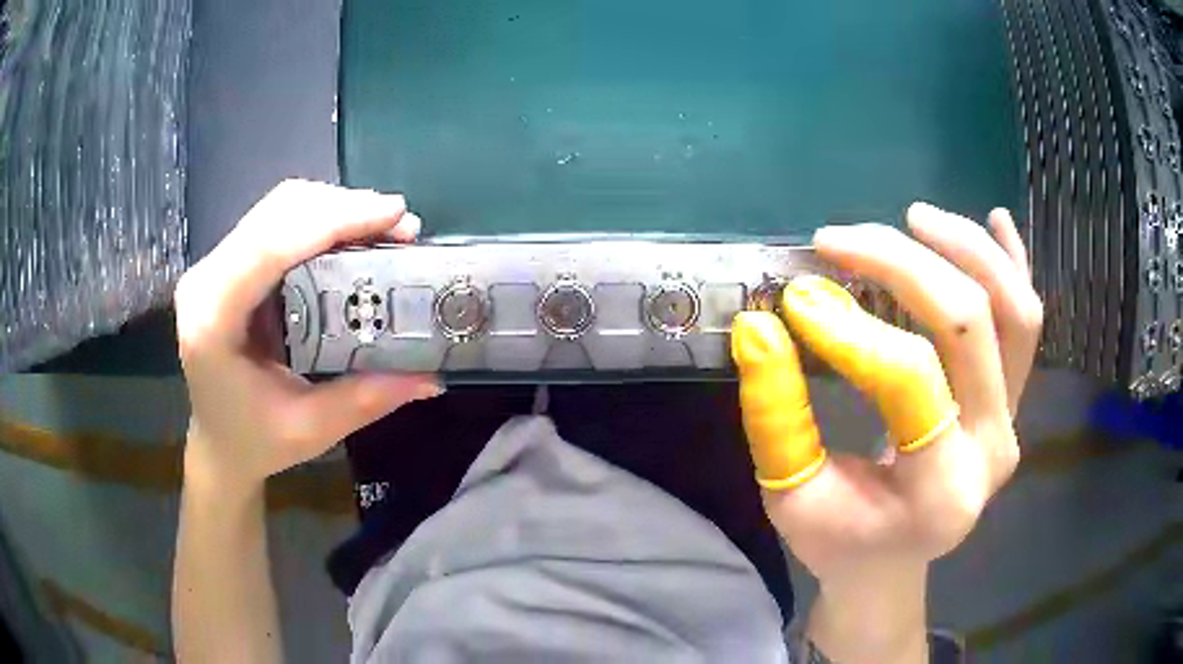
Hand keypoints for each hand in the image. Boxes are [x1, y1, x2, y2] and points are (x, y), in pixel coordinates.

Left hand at [174, 180, 440, 488]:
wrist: (216, 444)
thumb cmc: (254, 443)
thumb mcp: (310, 430)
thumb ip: (365, 399)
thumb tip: (431, 377)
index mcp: (212, 321)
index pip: (270, 247)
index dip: (332, 221)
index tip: (393, 215)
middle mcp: (206, 280)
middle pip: (276, 212)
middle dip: (341, 208)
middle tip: (399, 227)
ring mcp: (213, 266)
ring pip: (276, 208)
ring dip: (332, 208)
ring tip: (381, 228)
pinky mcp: (226, 264)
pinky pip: (274, 221)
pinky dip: (318, 220)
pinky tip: (348, 236)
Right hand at [730, 204, 1040, 658]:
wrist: (894, 563)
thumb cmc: (841, 542)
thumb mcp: (791, 498)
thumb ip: (775, 416)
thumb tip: (760, 327)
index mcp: (939, 492)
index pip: (909, 380)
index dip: (850, 327)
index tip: (797, 297)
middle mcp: (993, 449)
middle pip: (972, 324)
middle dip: (903, 266)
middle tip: (840, 240)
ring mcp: (1014, 420)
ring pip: (1015, 312)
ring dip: (966, 251)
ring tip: (914, 218)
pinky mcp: (1016, 400)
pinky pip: (1027, 322)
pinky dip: (1012, 264)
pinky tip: (995, 219)